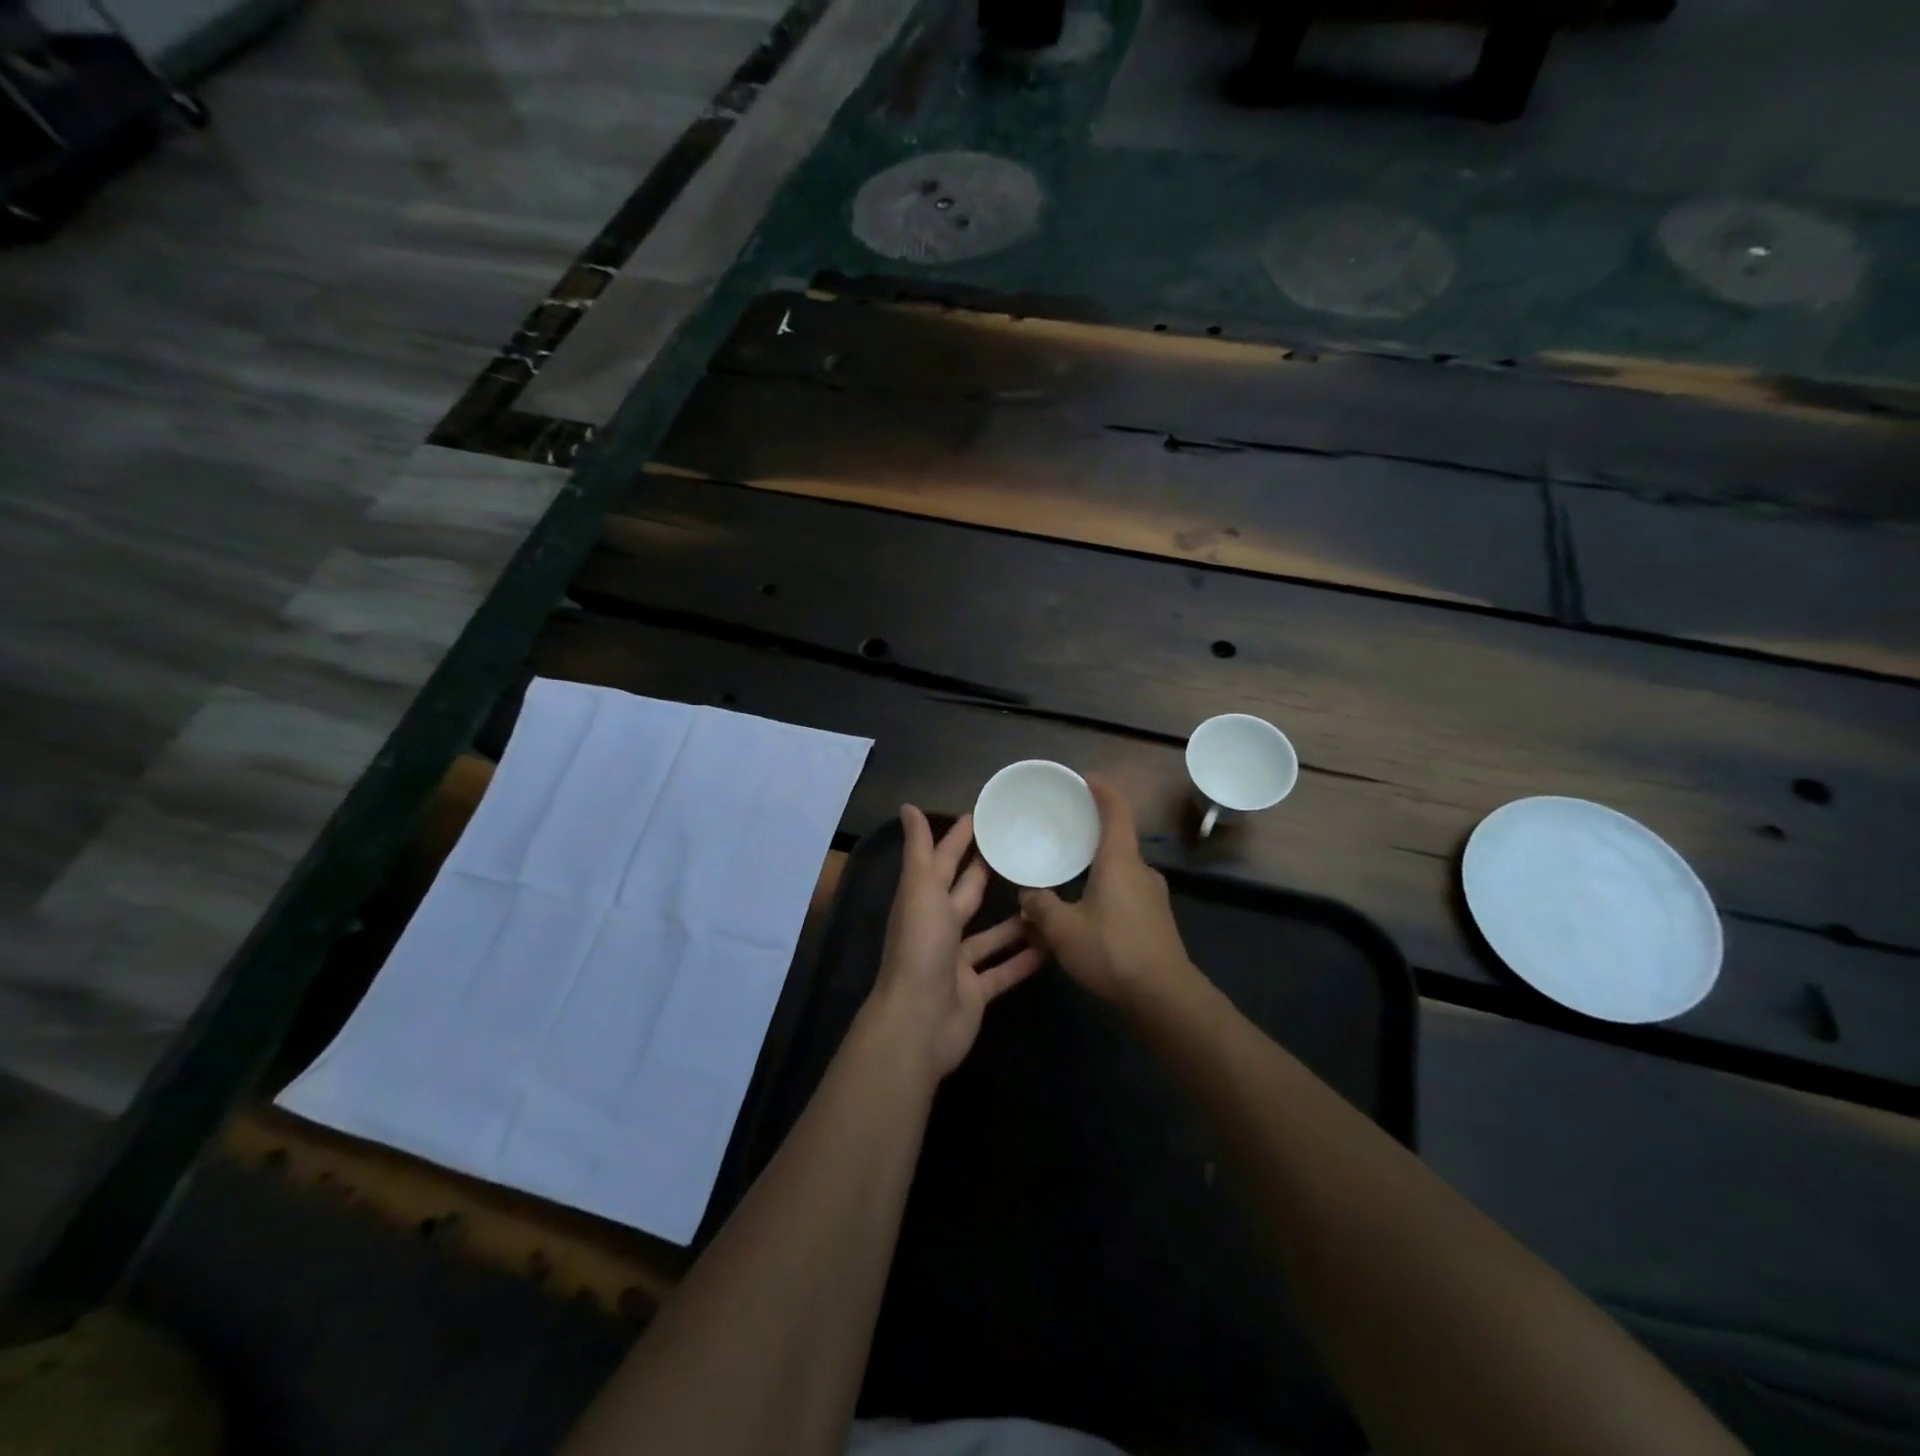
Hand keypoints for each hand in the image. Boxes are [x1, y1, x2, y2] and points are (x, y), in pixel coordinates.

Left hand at [868, 805, 1044, 1078]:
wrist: (918, 1021)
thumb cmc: (920, 948)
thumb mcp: (920, 889)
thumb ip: (919, 850)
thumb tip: (907, 806)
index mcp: (924, 901)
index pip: (944, 860)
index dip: (959, 838)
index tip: (983, 816)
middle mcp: (939, 928)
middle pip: (967, 894)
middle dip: (987, 872)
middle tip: (1021, 849)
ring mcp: (957, 962)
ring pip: (991, 934)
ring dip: (1015, 919)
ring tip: (1047, 896)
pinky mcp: (975, 991)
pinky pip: (1004, 970)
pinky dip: (1024, 959)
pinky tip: (1051, 945)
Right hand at [1018, 777, 1197, 1011]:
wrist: (1164, 996)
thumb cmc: (1112, 951)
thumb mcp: (1063, 930)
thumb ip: (1040, 907)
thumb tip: (1027, 895)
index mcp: (1120, 861)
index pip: (1116, 811)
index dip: (1102, 790)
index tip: (1085, 778)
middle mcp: (1141, 871)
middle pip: (1117, 840)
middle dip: (1092, 833)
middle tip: (1065, 832)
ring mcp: (1154, 896)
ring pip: (1121, 870)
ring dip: (1097, 869)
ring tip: (1069, 877)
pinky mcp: (1157, 920)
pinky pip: (1127, 892)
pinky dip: (1106, 890)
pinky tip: (1087, 913)